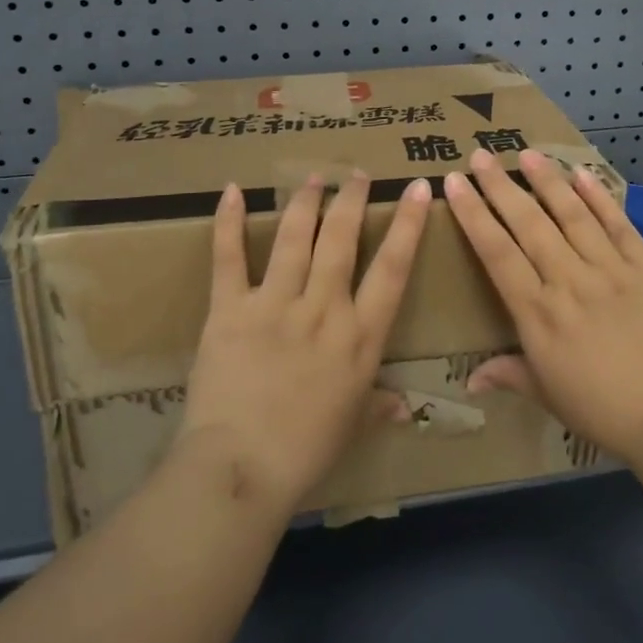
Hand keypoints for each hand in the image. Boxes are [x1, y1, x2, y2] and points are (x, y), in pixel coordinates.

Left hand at [181, 173, 432, 513]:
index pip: (392, 268)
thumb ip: (380, 405)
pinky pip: (229, 258)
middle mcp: (323, 309)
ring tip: (313, 177)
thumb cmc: (306, 451)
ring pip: (294, 238)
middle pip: (341, 240)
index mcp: (360, 336)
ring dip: (305, 202)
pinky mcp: (230, 310)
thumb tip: (407, 408)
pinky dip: (229, 223)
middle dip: (351, 200)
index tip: (414, 187)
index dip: (406, 224)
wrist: (241, 469)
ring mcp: (275, 304)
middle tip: (355, 173)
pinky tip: (232, 191)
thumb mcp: (353, 424)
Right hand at [445, 148, 642, 466]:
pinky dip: (599, 197)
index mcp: (538, 312)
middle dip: (500, 186)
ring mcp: (609, 269)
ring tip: (527, 152)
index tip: (456, 183)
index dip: (473, 214)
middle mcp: (568, 280)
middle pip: (529, 224)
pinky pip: (617, 224)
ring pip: (571, 214)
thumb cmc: (603, 409)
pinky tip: (582, 174)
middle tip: (480, 155)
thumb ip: (509, 375)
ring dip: (547, 181)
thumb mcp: (548, 395)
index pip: (496, 252)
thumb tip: (469, 380)